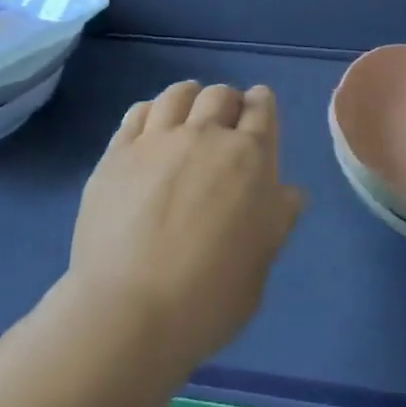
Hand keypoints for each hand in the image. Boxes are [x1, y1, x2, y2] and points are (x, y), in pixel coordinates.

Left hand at [69, 81, 303, 371]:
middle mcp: (205, 135)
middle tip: (224, 126)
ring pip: (177, 94)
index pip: (261, 106)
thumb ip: (276, 220)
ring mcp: (156, 141)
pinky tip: (151, 130)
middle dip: (227, 103)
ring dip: (190, 99)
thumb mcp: (261, 263)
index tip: (257, 114)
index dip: (261, 105)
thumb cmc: (210, 298)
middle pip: (220, 95)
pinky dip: (151, 112)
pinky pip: (138, 112)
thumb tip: (289, 194)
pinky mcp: (117, 153)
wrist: (130, 312)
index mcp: (250, 158)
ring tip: (187, 118)